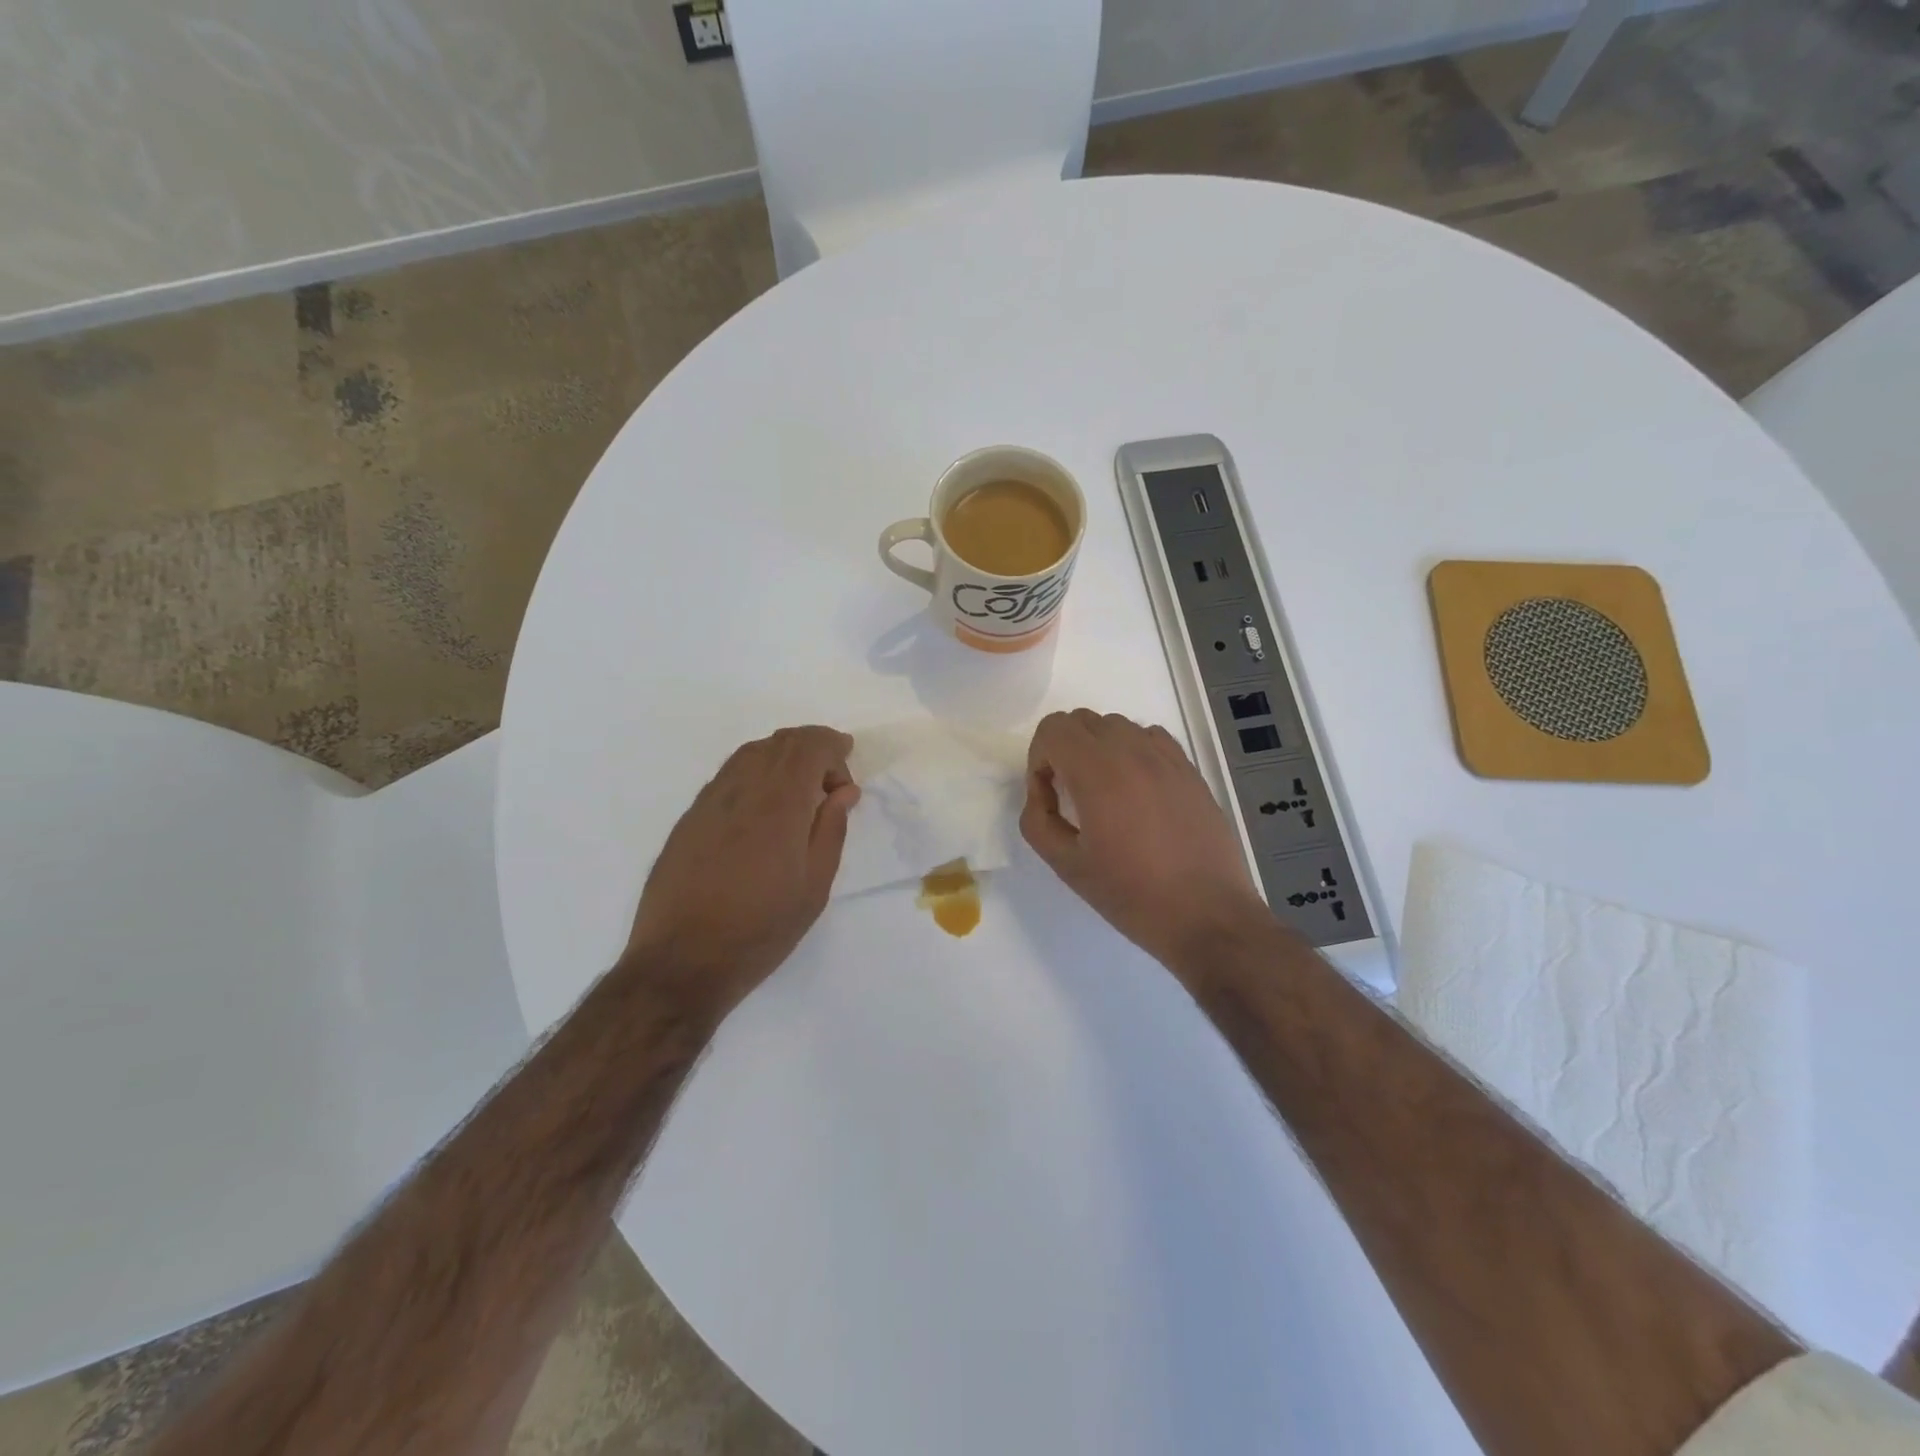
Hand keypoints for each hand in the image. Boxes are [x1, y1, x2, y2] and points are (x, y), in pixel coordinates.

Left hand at [626, 726, 859, 1015]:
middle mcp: (742, 789)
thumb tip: (843, 791)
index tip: (846, 782)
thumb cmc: (760, 929)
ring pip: (751, 752)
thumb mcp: (814, 886)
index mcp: (779, 804)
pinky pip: (729, 773)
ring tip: (800, 790)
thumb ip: (831, 829)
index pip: (809, 746)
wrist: (681, 961)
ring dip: (783, 757)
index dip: (834, 749)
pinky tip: (763, 806)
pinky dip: (756, 772)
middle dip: (812, 748)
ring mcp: (710, 800)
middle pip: (780, 741)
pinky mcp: (690, 817)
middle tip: (830, 782)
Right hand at [1021, 710, 1270, 969]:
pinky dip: (1133, 751)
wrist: (1206, 915)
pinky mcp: (1190, 770)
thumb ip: (1038, 820)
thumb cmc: (1131, 894)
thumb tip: (1042, 793)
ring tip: (1105, 794)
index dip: (1039, 757)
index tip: (1049, 795)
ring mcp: (1167, 758)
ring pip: (1117, 725)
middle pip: (1083, 720)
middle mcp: (1133, 752)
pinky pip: (1151, 738)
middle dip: (1064, 750)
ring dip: (1099, 748)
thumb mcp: (1067, 866)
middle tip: (1070, 795)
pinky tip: (1138, 792)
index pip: (1054, 728)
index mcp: (1098, 772)